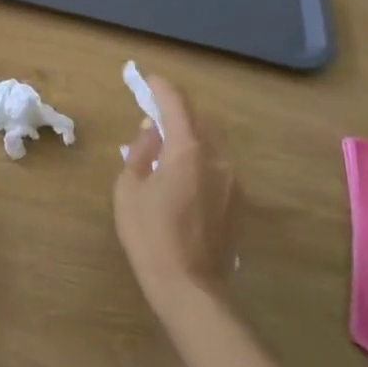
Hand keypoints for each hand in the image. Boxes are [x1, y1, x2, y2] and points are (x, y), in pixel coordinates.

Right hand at [113, 75, 241, 311]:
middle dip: (176, 109)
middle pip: (198, 119)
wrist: (190, 287)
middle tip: (152, 111)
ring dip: (189, 133)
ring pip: (211, 141)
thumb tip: (151, 131)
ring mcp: (233, 179)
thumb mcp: (129, 189)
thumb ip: (141, 152)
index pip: (176, 104)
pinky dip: (199, 155)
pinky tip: (181, 171)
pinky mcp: (238, 200)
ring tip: (165, 141)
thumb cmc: (149, 235)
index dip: (161, 88)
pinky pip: (217, 163)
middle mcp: (217, 158)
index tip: (147, 79)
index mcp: (188, 150)